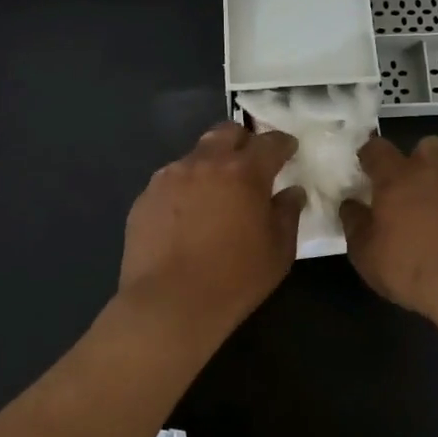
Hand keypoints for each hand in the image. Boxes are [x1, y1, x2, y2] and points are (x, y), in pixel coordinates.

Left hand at [117, 122, 305, 340]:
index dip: (283, 143)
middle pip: (227, 132)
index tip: (289, 150)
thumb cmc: (234, 279)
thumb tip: (292, 192)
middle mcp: (205, 163)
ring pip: (196, 154)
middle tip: (251, 163)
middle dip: (243, 141)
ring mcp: (170, 176)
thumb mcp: (278, 252)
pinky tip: (187, 215)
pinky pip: (171, 179)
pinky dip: (185, 187)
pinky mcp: (146, 196)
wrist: (168, 304)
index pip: (270, 142)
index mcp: (244, 172)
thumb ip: (287, 214)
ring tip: (215, 192)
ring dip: (211, 164)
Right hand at [340, 135, 437, 340]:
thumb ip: (355, 224)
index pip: (377, 148)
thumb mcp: (366, 255)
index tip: (366, 169)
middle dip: (417, 159)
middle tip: (409, 188)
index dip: (370, 156)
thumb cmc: (412, 269)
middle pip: (427, 146)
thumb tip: (350, 205)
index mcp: (398, 178)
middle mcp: (435, 172)